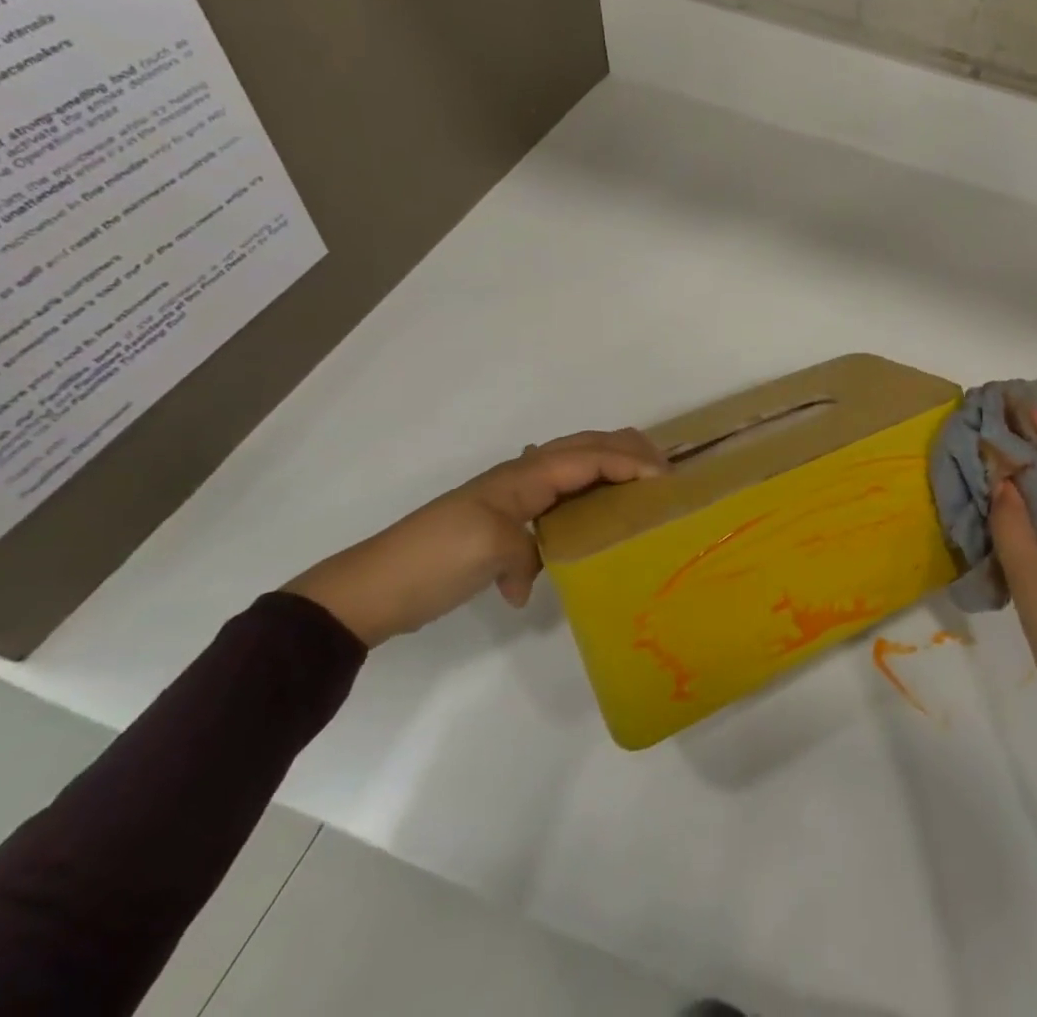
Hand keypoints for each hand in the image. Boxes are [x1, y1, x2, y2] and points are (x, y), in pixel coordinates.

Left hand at [284, 429, 665, 646]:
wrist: (371, 589)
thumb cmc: (433, 561)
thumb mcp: (489, 551)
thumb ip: (529, 552)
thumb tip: (532, 579)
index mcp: (524, 476)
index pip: (590, 458)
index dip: (631, 462)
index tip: (665, 480)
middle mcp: (522, 475)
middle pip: (585, 446)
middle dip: (628, 449)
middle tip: (665, 468)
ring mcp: (513, 495)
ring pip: (574, 463)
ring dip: (611, 463)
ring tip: (642, 479)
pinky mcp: (506, 519)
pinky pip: (561, 490)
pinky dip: (589, 487)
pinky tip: (596, 508)